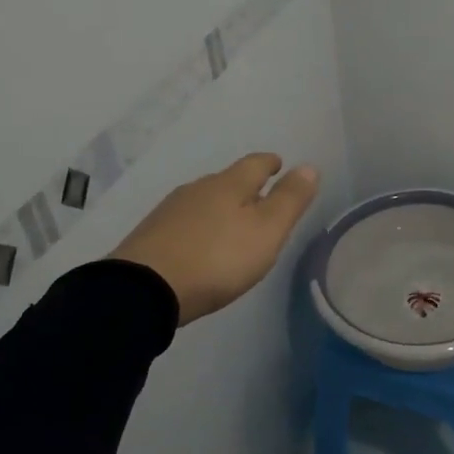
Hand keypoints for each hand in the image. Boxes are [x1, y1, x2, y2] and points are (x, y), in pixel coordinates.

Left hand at [110, 154, 320, 325]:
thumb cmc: (217, 259)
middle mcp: (198, 189)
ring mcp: (170, 211)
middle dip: (245, 187)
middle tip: (260, 201)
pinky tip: (200, 244)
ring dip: (221, 207)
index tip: (279, 164)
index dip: (270, 163)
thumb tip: (309, 166)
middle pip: (227, 180)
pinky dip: (199, 226)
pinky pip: (184, 222)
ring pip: (204, 200)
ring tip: (232, 225)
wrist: (144, 290)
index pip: (255, 163)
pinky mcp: (150, 235)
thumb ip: (289, 200)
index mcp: (229, 184)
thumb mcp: (266, 231)